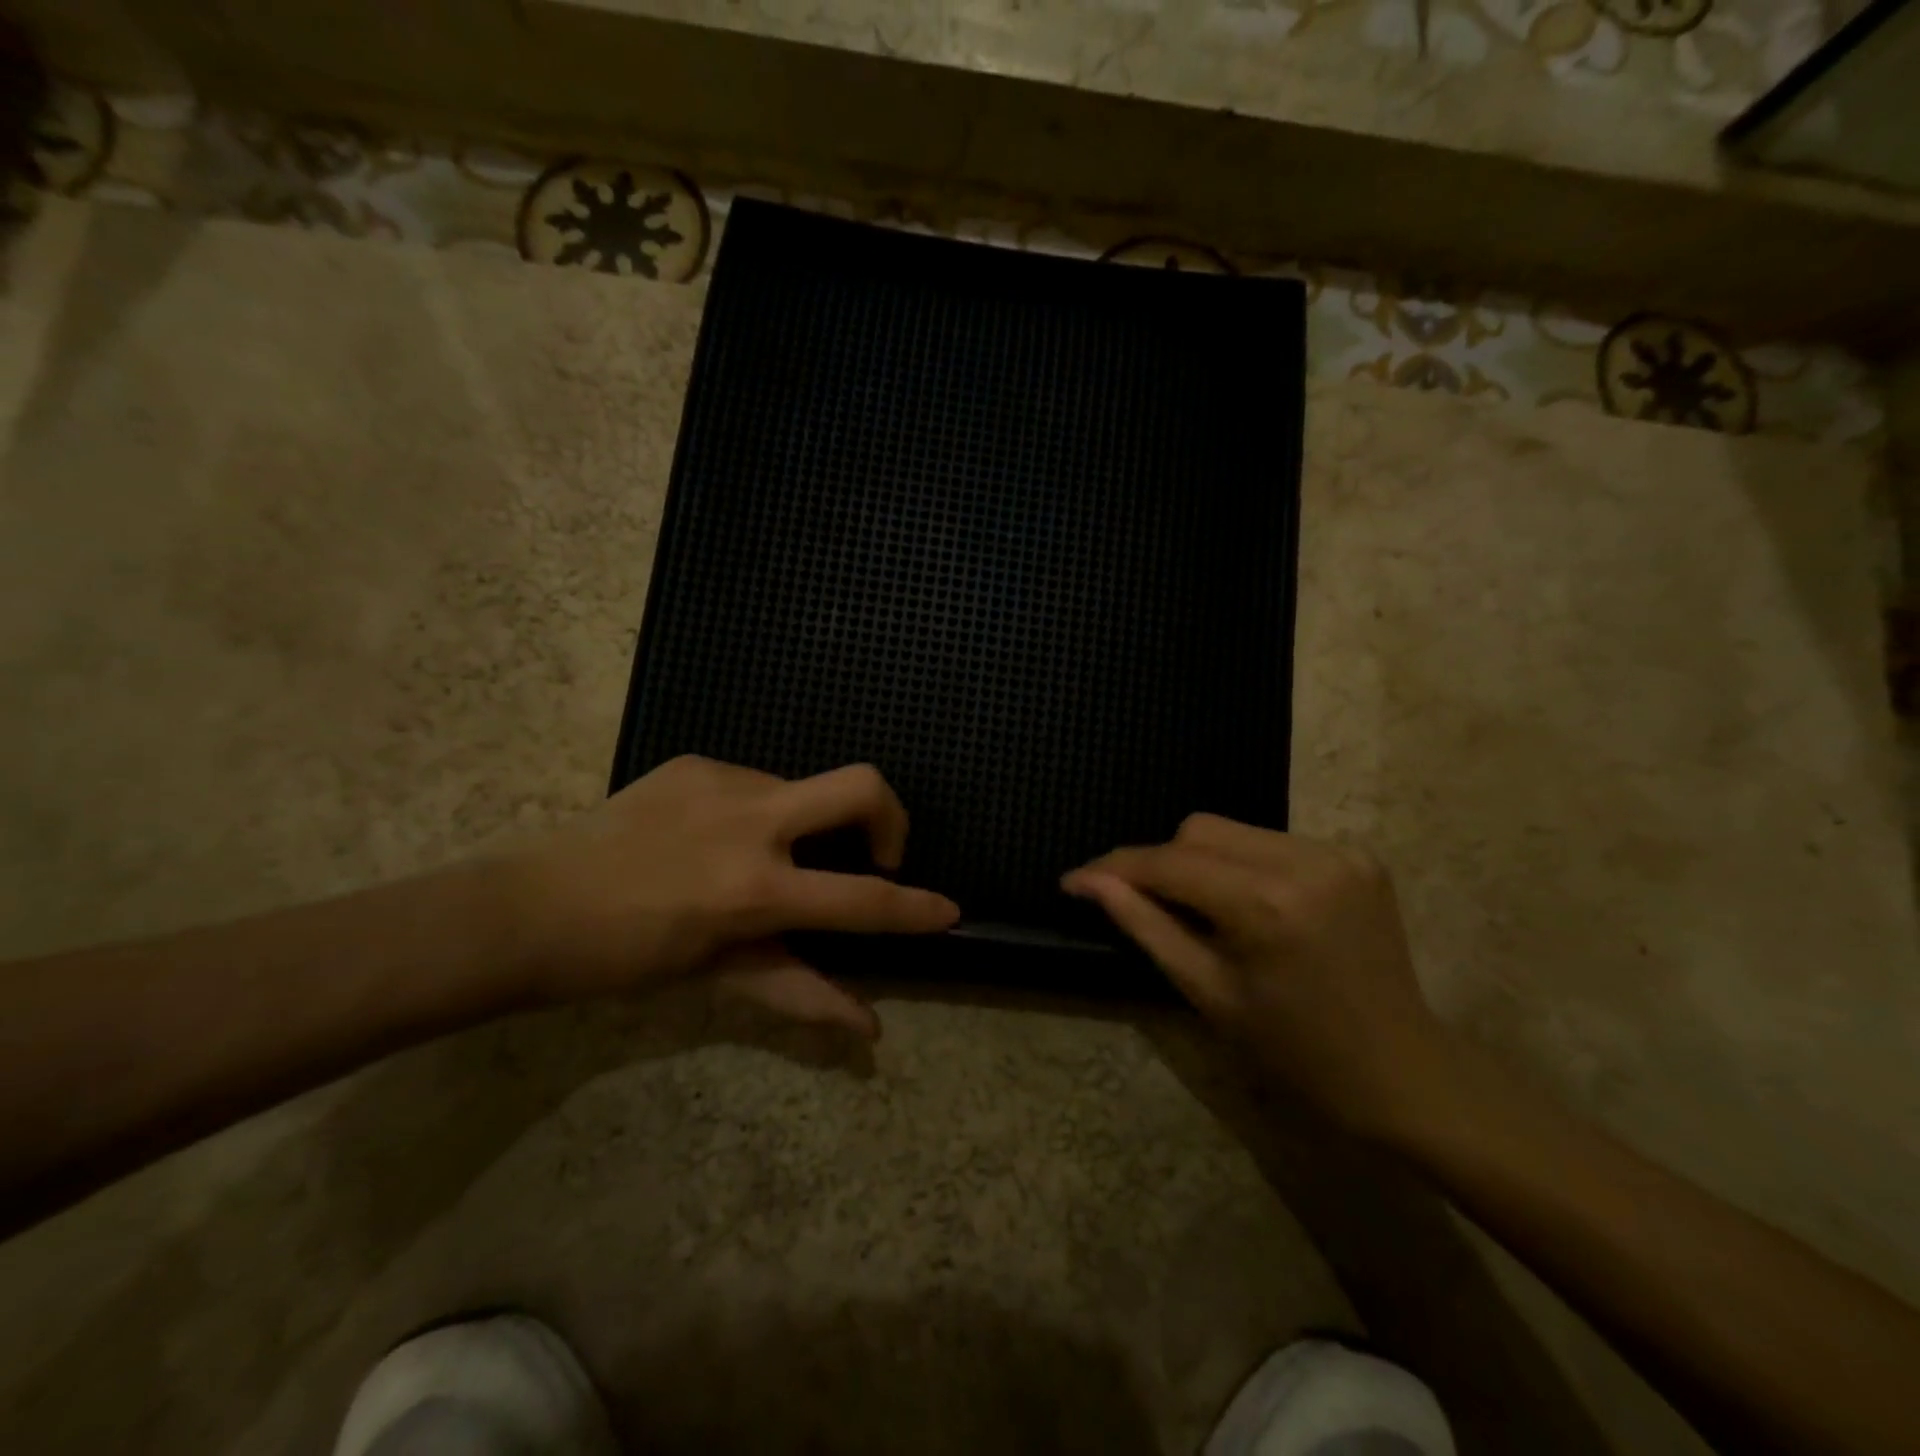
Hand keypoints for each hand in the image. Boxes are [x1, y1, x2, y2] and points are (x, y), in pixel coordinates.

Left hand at [503, 757, 957, 1030]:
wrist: (527, 907)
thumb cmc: (625, 959)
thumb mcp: (719, 977)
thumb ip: (800, 991)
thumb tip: (869, 1027)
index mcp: (755, 890)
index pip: (862, 900)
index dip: (915, 908)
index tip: (948, 910)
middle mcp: (750, 822)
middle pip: (861, 785)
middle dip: (892, 817)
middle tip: (876, 854)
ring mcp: (722, 782)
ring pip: (804, 787)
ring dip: (807, 824)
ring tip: (762, 859)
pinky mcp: (696, 762)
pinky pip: (756, 781)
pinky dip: (760, 812)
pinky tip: (714, 838)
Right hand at [1063, 815, 1445, 1138]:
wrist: (1403, 1073)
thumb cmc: (1295, 1052)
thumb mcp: (1207, 992)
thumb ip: (1144, 924)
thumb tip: (1089, 881)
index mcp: (1266, 905)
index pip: (1170, 863)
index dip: (1116, 867)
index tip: (1075, 879)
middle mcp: (1305, 861)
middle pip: (1200, 830)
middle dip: (1162, 862)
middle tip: (1146, 904)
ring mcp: (1339, 852)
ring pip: (1234, 830)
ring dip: (1202, 862)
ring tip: (1203, 910)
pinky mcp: (1358, 855)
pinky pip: (1273, 841)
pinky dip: (1246, 865)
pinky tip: (1253, 905)